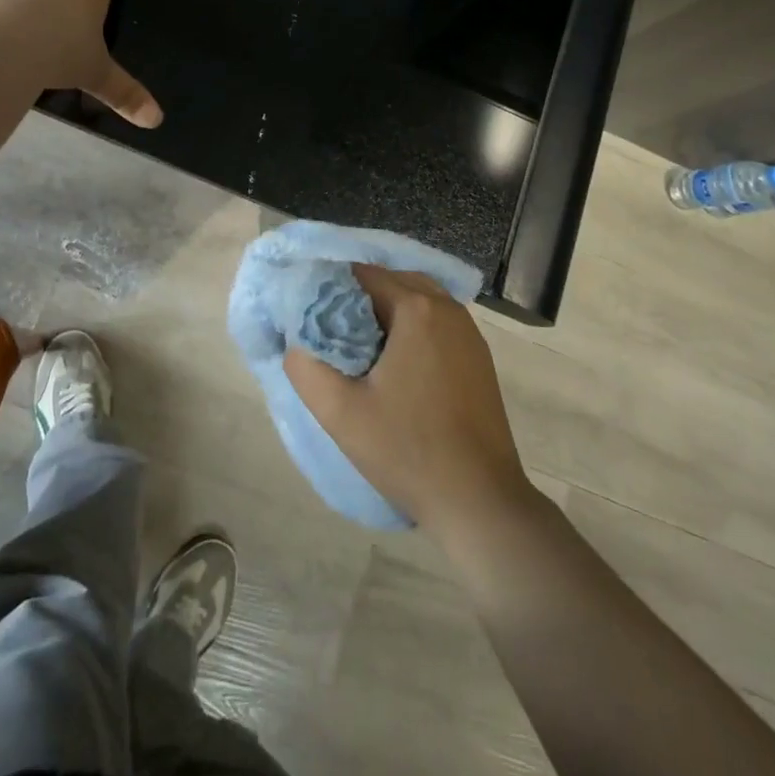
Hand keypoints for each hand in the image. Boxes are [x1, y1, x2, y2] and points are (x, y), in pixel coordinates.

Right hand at [284, 265, 532, 540]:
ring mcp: (469, 332)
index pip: (364, 274)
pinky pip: (437, 324)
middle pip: (393, 282)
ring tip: (361, 350)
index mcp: (417, 309)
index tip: (312, 317)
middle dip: (360, 300)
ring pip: (418, 302)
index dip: (333, 290)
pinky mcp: (479, 357)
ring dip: (388, 315)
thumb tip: (295, 342)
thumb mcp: (340, 412)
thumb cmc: (407, 450)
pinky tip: (396, 367)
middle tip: (333, 334)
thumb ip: (305, 367)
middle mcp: (448, 308)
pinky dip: (413, 330)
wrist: (479, 501)